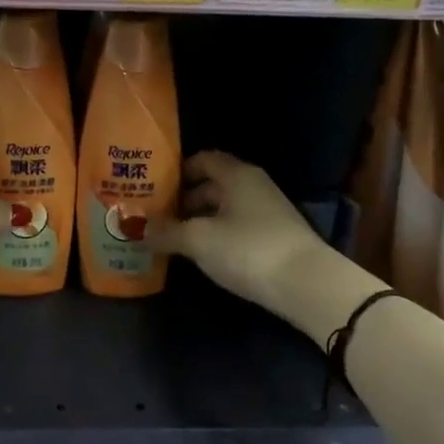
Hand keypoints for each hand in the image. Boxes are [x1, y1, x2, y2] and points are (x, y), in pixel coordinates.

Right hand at [159, 152, 335, 318]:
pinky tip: (203, 254)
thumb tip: (137, 228)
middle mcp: (253, 185)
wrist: (306, 284)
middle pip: (212, 184)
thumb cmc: (247, 249)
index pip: (203, 159)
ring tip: (173, 239)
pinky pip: (237, 227)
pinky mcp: (274, 237)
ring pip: (225, 208)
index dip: (178, 171)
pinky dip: (217, 235)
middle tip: (157, 217)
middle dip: (184, 200)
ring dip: (200, 220)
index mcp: (236, 174)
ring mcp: (268, 211)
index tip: (154, 187)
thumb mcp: (199, 240)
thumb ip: (166, 232)